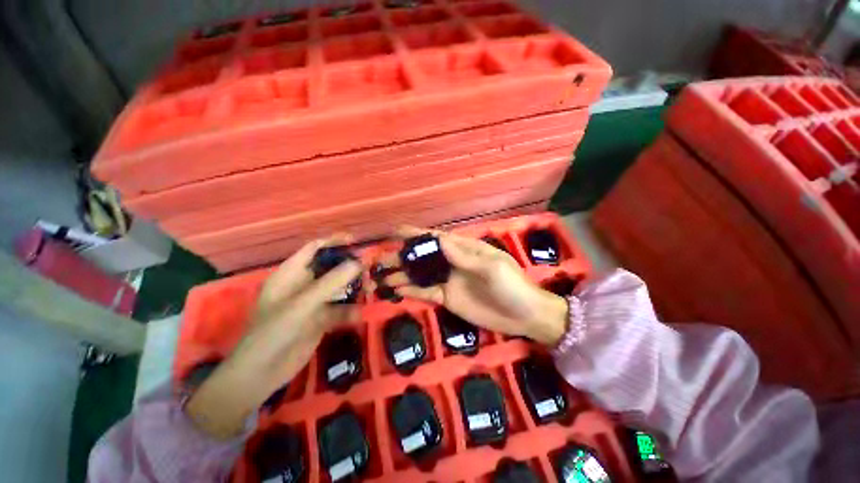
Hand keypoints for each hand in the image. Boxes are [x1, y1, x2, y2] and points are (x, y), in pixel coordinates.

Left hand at [186, 235, 361, 437]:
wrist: (262, 374)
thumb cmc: (274, 331)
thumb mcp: (302, 304)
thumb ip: (331, 282)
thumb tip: (358, 262)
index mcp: (291, 274)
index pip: (314, 249)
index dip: (334, 242)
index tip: (356, 241)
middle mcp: (304, 285)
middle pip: (330, 268)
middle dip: (349, 266)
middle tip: (370, 265)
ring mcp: (313, 302)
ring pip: (338, 288)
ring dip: (354, 288)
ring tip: (371, 287)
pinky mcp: (321, 319)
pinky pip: (340, 309)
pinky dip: (351, 310)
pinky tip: (361, 314)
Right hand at [381, 227, 567, 346]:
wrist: (523, 315)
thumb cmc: (511, 285)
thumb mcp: (491, 267)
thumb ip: (463, 256)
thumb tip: (439, 240)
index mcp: (464, 250)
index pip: (436, 239)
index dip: (416, 234)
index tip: (395, 231)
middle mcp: (452, 263)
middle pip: (423, 257)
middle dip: (403, 257)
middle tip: (380, 259)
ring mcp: (448, 281)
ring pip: (421, 275)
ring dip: (402, 275)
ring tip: (381, 277)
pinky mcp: (447, 299)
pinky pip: (425, 293)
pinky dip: (411, 291)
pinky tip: (396, 290)